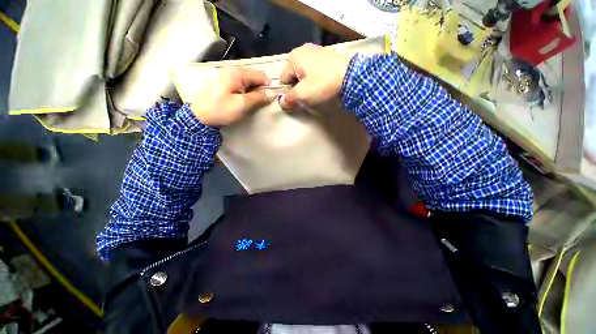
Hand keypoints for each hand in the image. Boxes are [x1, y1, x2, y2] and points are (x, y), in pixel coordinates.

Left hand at [189, 68, 275, 126]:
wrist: (199, 116)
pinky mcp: (225, 82)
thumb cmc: (221, 110)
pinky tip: (243, 100)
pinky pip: (241, 84)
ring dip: (253, 91)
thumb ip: (258, 97)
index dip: (267, 87)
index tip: (268, 100)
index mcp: (237, 73)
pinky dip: (246, 92)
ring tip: (250, 103)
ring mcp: (227, 75)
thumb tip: (273, 93)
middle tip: (259, 103)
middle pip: (254, 77)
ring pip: (248, 81)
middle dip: (260, 89)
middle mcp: (232, 70)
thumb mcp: (242, 104)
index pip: (261, 75)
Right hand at [279, 43, 350, 108]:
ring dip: (306, 83)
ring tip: (316, 90)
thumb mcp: (302, 94)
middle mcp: (302, 50)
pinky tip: (322, 83)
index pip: (283, 79)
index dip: (288, 92)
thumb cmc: (322, 84)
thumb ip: (289, 98)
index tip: (296, 101)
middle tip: (307, 96)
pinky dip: (315, 77)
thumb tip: (281, 102)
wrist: (350, 76)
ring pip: (304, 72)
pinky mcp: (326, 55)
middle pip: (293, 75)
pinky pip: (314, 69)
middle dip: (297, 87)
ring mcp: (315, 50)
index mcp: (293, 57)